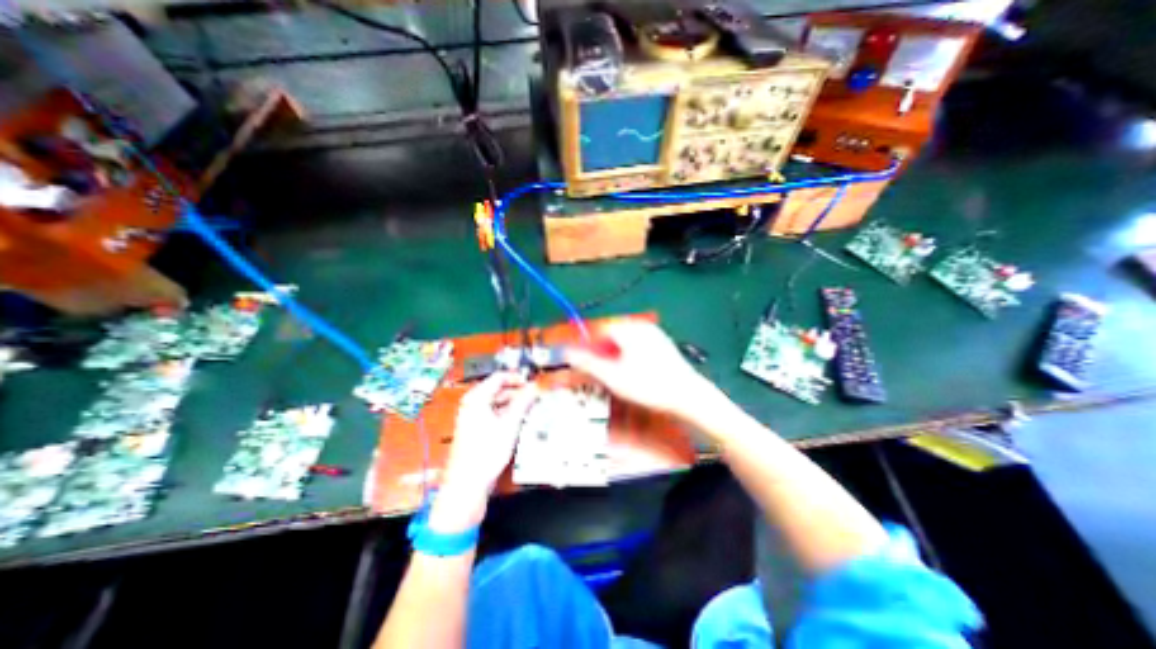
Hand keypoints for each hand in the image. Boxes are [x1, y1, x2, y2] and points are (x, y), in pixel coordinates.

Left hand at [430, 373, 540, 529]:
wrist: (467, 484)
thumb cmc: (486, 452)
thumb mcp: (509, 424)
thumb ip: (523, 402)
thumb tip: (534, 386)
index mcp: (476, 398)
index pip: (499, 377)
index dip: (518, 378)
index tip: (534, 383)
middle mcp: (472, 403)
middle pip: (498, 389)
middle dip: (517, 391)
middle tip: (535, 396)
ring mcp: (473, 417)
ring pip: (497, 402)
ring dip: (514, 403)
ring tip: (531, 408)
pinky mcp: (476, 429)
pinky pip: (494, 413)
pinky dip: (507, 414)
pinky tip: (519, 421)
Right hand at [568, 321, 718, 419]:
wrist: (688, 396)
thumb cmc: (648, 386)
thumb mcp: (613, 377)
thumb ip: (588, 363)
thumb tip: (567, 352)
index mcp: (629, 328)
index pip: (597, 327)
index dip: (583, 339)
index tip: (574, 352)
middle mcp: (641, 326)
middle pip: (610, 332)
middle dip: (598, 347)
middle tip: (591, 365)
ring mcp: (653, 334)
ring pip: (622, 339)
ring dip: (611, 352)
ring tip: (608, 370)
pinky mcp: (661, 345)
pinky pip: (635, 345)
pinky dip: (625, 354)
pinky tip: (627, 370)